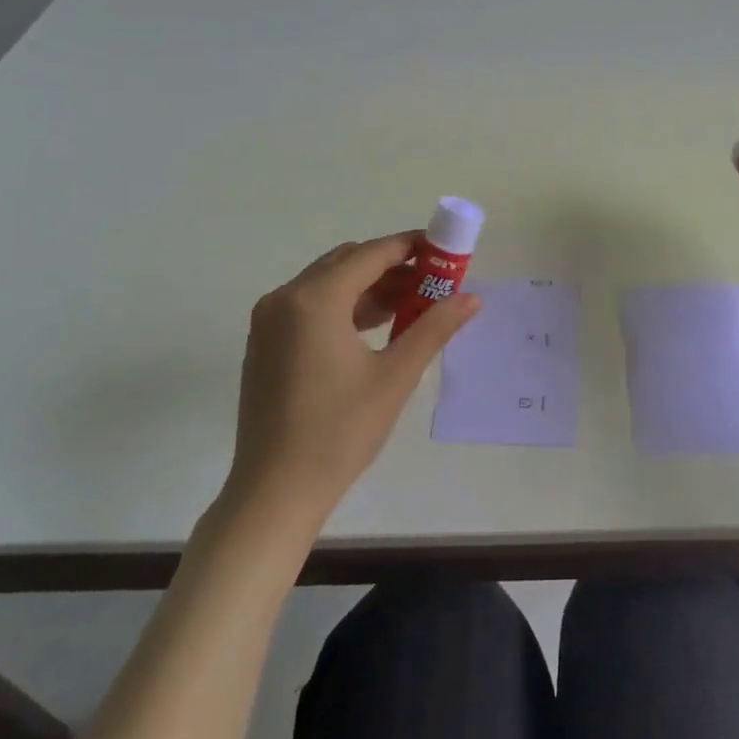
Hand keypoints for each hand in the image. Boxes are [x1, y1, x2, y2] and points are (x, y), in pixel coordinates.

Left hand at [227, 233, 480, 531]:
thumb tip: (473, 298)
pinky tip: (375, 327)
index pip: (371, 254)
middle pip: (347, 262)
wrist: (275, 491)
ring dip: (369, 286)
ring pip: (328, 283)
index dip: (411, 247)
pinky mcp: (265, 342)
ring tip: (411, 305)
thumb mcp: (395, 376)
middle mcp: (285, 298)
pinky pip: (310, 305)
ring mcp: (268, 320)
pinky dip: (344, 305)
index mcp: (315, 299)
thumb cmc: (340, 432)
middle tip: (432, 281)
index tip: (444, 250)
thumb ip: (434, 328)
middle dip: (392, 266)